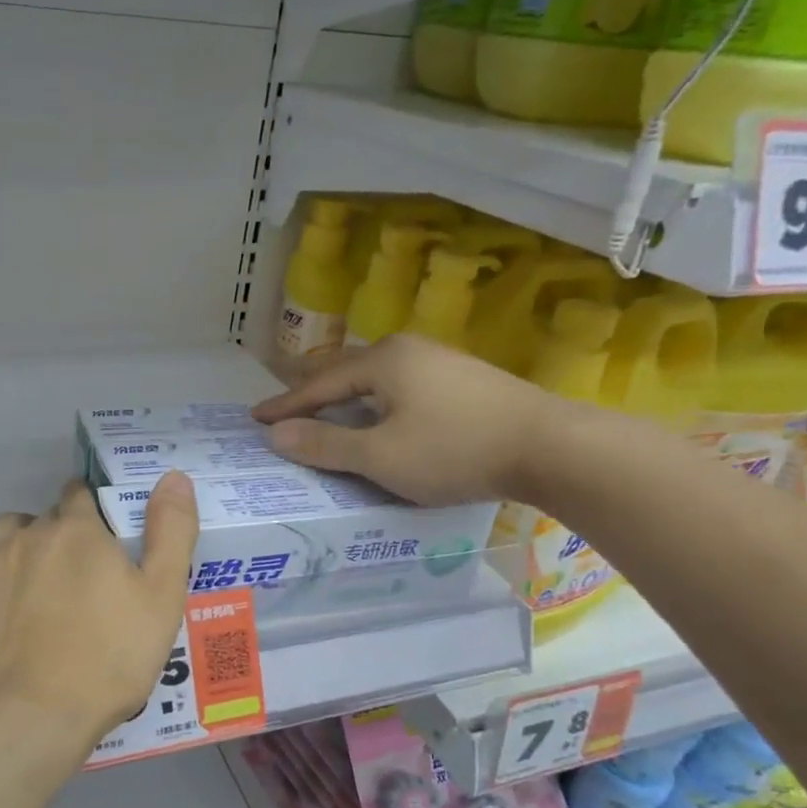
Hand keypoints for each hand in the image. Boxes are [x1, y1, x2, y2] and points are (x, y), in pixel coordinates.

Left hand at [0, 474, 199, 759]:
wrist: (25, 717)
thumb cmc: (105, 662)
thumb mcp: (162, 600)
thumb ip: (172, 533)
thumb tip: (174, 475)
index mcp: (79, 532)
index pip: (81, 496)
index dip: (91, 515)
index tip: (98, 544)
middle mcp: (28, 533)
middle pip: (43, 519)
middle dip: (57, 539)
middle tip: (70, 583)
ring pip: (0, 532)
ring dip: (14, 546)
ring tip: (26, 587)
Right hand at [253, 335, 563, 505]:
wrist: (550, 447)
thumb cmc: (454, 450)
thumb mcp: (380, 456)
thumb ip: (325, 446)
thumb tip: (277, 436)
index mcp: (383, 362)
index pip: (319, 384)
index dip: (286, 405)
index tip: (256, 419)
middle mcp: (409, 350)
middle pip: (347, 371)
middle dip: (313, 393)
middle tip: (285, 409)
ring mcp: (441, 362)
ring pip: (378, 379)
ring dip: (347, 398)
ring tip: (328, 412)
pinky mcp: (466, 381)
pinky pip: (403, 388)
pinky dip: (378, 404)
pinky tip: (384, 418)